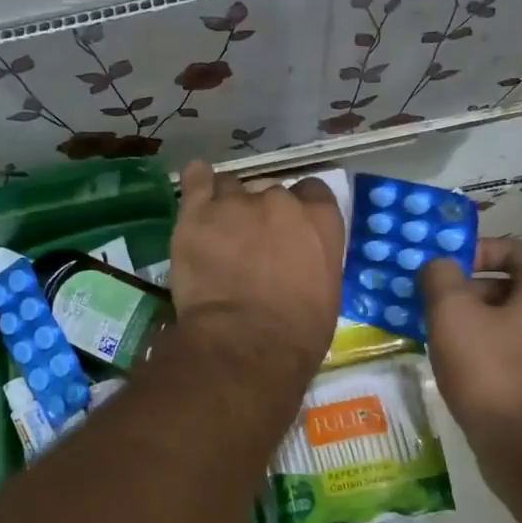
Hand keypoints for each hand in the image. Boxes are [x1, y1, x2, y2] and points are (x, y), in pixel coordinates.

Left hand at [170, 160, 343, 378]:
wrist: (245, 343)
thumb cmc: (297, 334)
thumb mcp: (325, 293)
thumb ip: (312, 260)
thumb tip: (299, 260)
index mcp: (319, 219)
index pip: (313, 192)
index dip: (300, 208)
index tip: (289, 229)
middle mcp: (280, 200)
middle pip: (270, 191)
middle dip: (261, 212)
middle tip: (251, 243)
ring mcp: (236, 202)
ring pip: (231, 187)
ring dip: (228, 204)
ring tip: (219, 230)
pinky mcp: (197, 212)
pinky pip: (196, 179)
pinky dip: (197, 180)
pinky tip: (196, 183)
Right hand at [418, 236, 521, 444]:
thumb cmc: (489, 368)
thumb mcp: (452, 312)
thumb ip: (441, 277)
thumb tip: (438, 264)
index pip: (516, 249)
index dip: (480, 248)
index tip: (446, 262)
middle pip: (505, 285)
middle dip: (464, 287)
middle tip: (427, 297)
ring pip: (500, 321)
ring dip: (465, 320)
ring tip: (429, 329)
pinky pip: (500, 351)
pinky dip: (474, 349)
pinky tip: (446, 361)